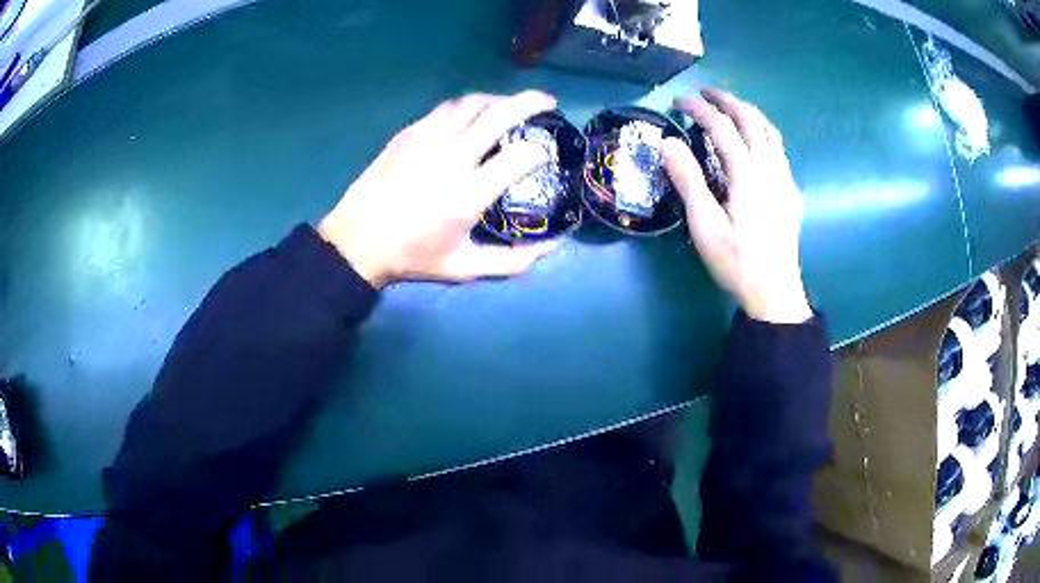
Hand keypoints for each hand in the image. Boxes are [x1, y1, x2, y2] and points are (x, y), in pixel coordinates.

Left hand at [317, 91, 559, 288]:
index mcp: (469, 193)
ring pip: (472, 103)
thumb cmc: (412, 257)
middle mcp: (452, 157)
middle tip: (547, 102)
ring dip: (498, 100)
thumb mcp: (465, 268)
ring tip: (510, 106)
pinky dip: (468, 107)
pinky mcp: (409, 133)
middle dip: (531, 102)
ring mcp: (427, 140)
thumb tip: (552, 247)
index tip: (546, 153)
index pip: (520, 157)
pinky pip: (446, 109)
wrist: (357, 241)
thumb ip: (512, 261)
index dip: (541, 151)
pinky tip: (471, 116)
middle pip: (500, 114)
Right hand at [662, 89, 811, 323]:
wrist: (774, 291)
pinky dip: (763, 132)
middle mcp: (769, 167)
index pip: (721, 126)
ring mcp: (784, 178)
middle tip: (704, 93)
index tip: (677, 102)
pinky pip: (779, 149)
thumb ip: (688, 179)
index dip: (698, 108)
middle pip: (750, 119)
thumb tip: (668, 142)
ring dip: (749, 112)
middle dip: (726, 100)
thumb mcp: (704, 224)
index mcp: (747, 172)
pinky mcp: (791, 191)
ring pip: (770, 130)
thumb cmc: (737, 260)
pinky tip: (756, 142)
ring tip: (731, 107)